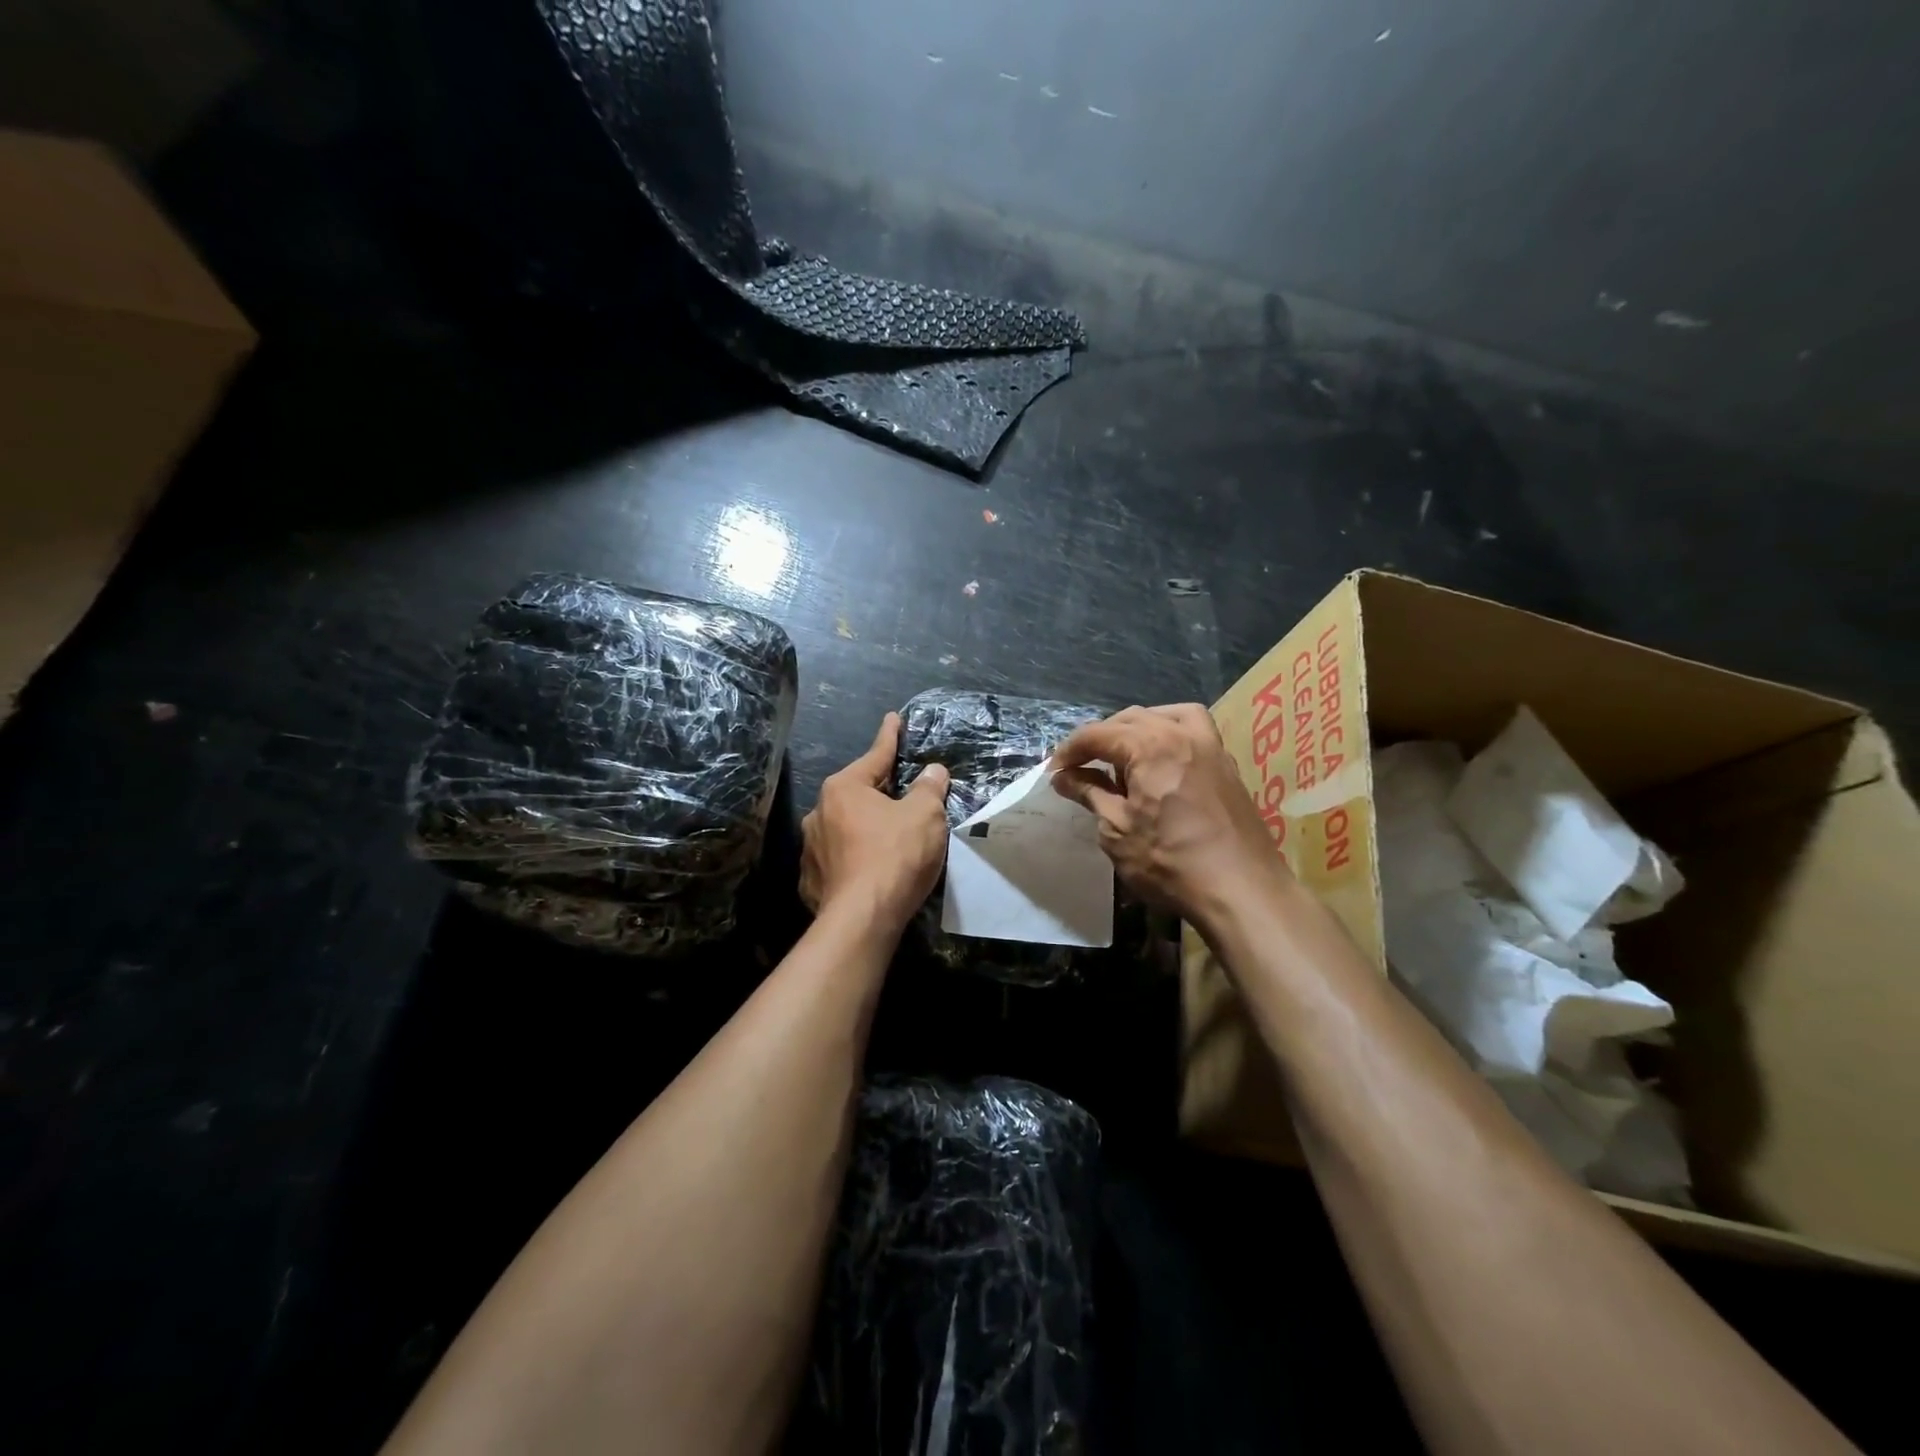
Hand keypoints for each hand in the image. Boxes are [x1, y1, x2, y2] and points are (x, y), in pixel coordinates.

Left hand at [801, 713, 951, 931]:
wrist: (862, 919)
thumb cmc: (895, 856)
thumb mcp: (925, 815)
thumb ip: (929, 788)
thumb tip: (933, 771)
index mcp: (844, 788)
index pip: (875, 755)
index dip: (890, 736)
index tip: (894, 718)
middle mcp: (819, 812)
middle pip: (858, 792)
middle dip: (880, 789)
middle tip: (903, 788)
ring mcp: (811, 848)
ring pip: (845, 826)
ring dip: (865, 825)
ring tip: (889, 835)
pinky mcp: (812, 880)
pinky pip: (839, 858)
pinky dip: (855, 857)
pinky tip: (870, 868)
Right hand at [1051, 704, 1284, 921]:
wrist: (1242, 891)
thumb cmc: (1170, 862)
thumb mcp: (1117, 830)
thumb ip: (1090, 794)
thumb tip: (1064, 777)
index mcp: (1151, 746)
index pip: (1098, 734)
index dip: (1069, 751)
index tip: (1053, 774)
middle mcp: (1182, 734)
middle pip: (1130, 719)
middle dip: (1100, 738)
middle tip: (1080, 767)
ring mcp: (1210, 747)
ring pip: (1166, 716)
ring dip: (1137, 728)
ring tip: (1122, 756)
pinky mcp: (1226, 765)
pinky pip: (1193, 730)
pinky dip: (1169, 734)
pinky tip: (1160, 762)